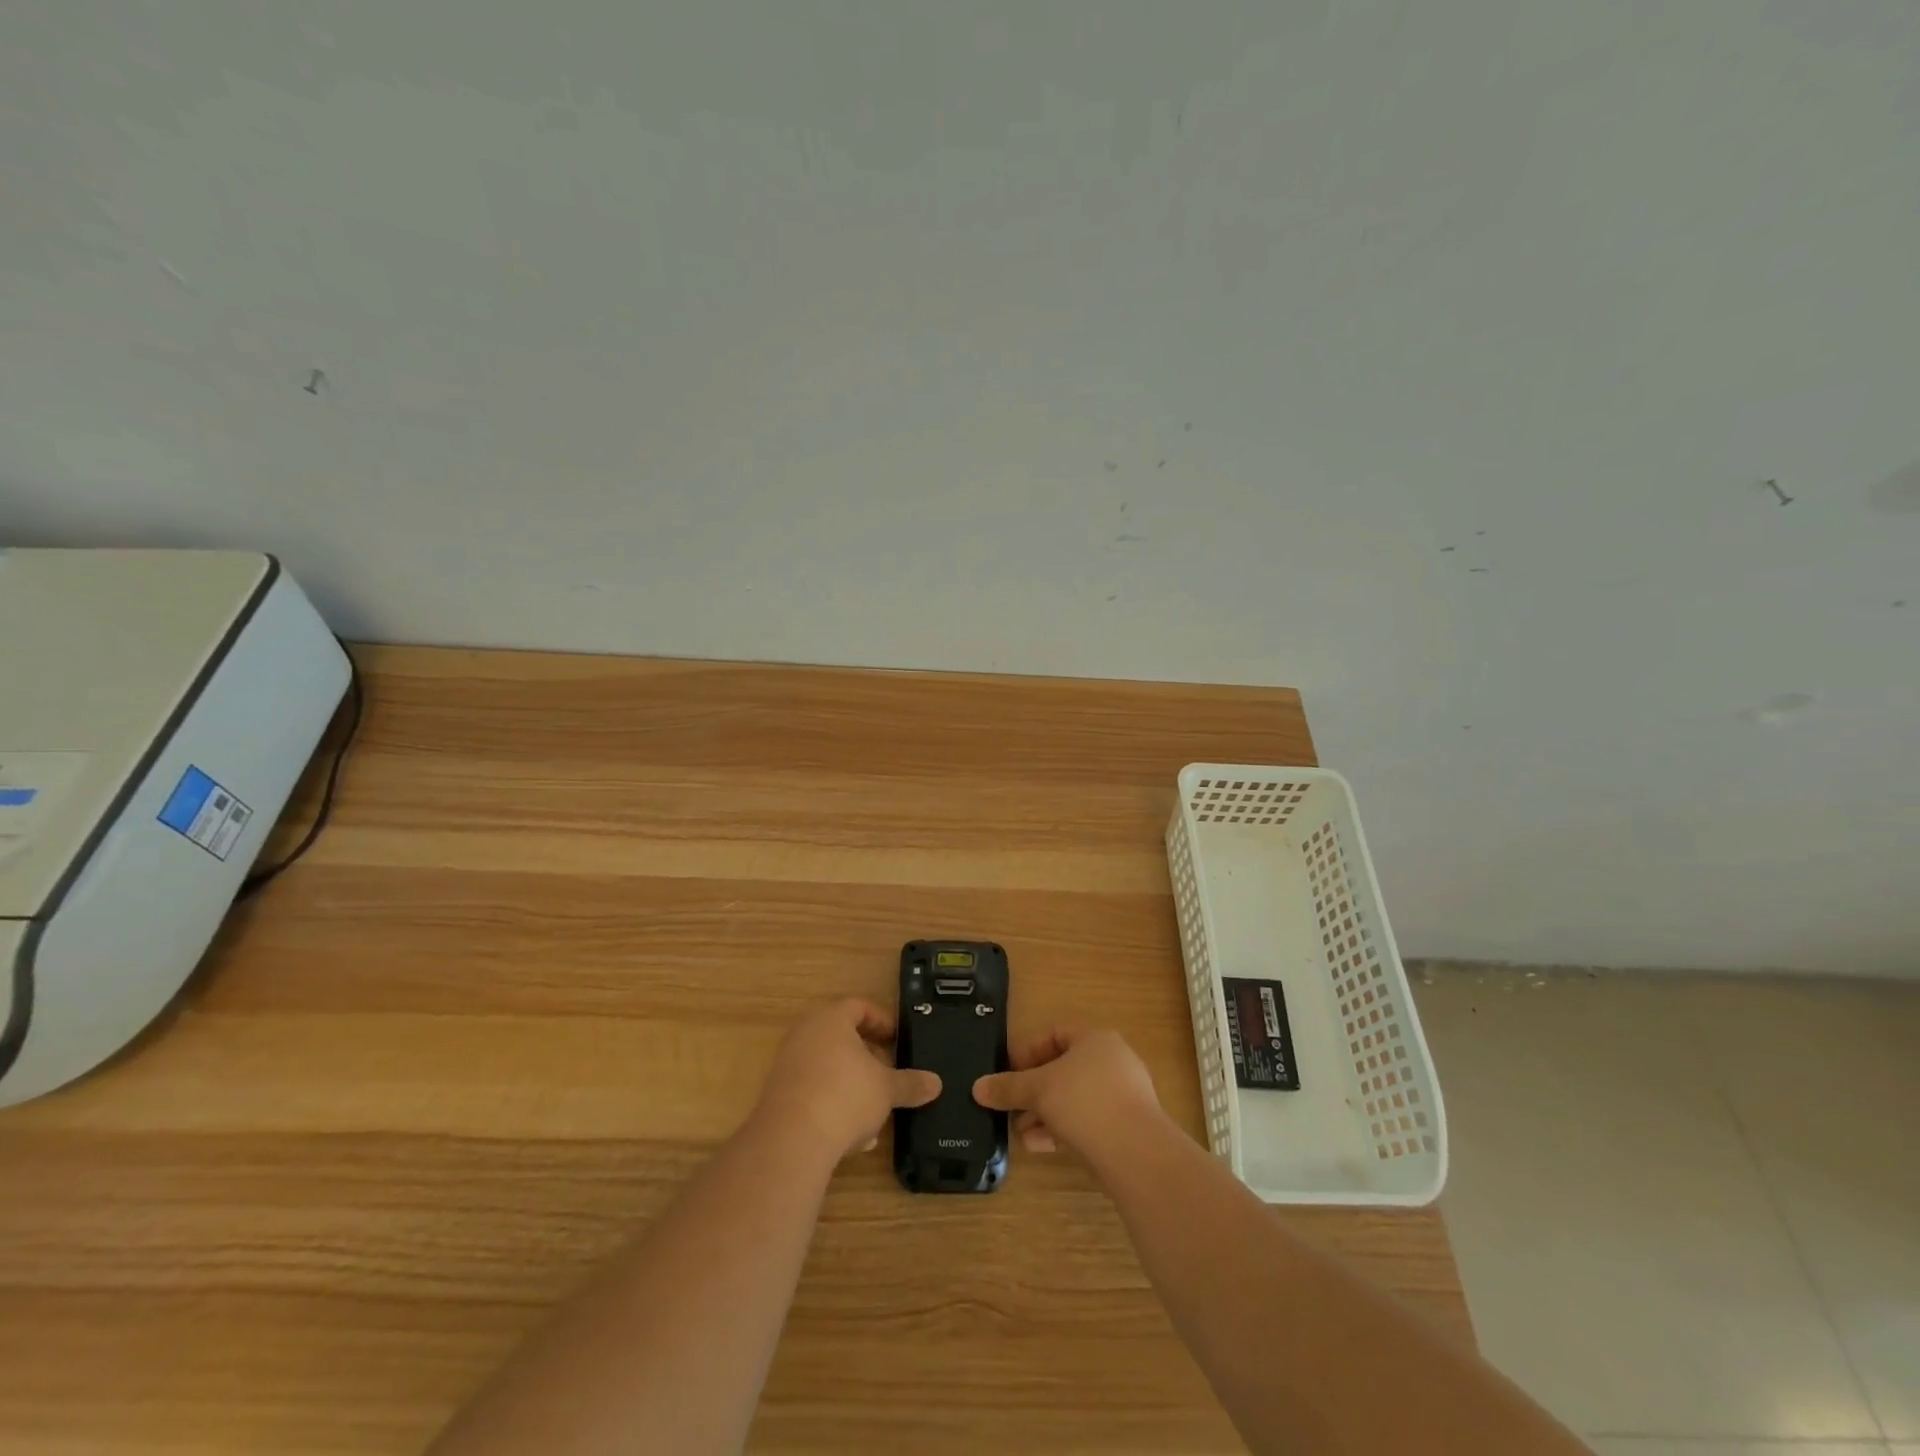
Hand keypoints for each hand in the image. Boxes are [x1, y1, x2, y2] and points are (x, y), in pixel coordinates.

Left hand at [752, 999, 941, 1159]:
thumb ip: (910, 1083)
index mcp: (831, 1019)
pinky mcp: (778, 1094)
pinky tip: (851, 1134)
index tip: (897, 1039)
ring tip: (874, 1109)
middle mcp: (805, 1033)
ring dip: (851, 1083)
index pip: (859, 1006)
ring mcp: (788, 1063)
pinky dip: (833, 1103)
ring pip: (827, 1066)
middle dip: (867, 1056)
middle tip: (887, 1071)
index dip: (881, 1021)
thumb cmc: (845, 1096)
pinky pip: (813, 1090)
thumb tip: (936, 1083)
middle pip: (841, 1036)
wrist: (791, 1140)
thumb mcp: (886, 1089)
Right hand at [973, 1027, 1160, 1158]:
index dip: (1027, 1051)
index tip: (1006, 1072)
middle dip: (1033, 1090)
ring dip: (1044, 1114)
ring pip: (1073, 1098)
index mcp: (1095, 1039)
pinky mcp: (1125, 1127)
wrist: (1136, 1153)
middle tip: (1010, 1106)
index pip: (1054, 1034)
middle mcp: (1112, 1061)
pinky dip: (1061, 1130)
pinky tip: (1038, 1147)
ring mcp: (1122, 1095)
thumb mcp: (1038, 1090)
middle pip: (1063, 1069)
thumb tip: (978, 1087)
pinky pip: (1086, 1121)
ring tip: (1020, 1132)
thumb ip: (1008, 1087)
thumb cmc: (1084, 1102)